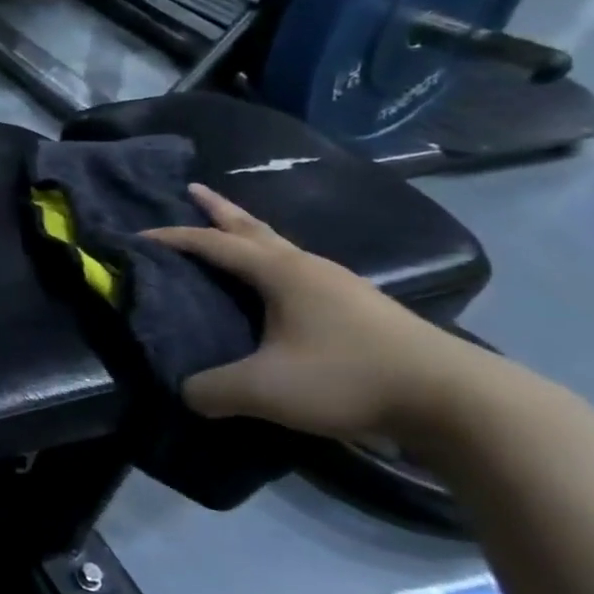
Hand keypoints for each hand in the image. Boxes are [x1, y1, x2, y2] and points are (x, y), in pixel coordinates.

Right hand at [142, 185, 482, 443]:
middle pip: (254, 229)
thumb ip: (210, 389)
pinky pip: (302, 275)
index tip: (136, 237)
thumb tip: (186, 392)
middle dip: (219, 210)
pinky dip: (274, 267)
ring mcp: (342, 287)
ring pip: (282, 250)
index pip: (213, 244)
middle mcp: (310, 269)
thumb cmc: (348, 379)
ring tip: (230, 237)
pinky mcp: (363, 311)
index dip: (172, 238)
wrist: (457, 402)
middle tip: (193, 190)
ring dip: (250, 238)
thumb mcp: (262, 389)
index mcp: (282, 273)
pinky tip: (276, 289)